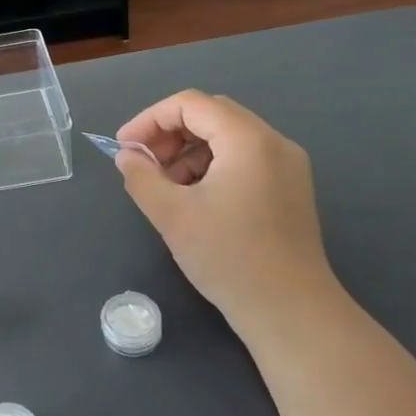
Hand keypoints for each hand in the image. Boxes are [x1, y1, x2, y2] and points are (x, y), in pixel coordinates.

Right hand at [115, 89, 339, 326]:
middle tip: (142, 164)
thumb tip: (127, 157)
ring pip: (227, 137)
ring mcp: (287, 165)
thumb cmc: (229, 258)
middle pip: (211, 115)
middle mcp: (273, 142)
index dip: (149, 119)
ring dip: (188, 151)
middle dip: (169, 133)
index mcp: (248, 140)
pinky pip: (243, 158)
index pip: (190, 104)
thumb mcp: (171, 215)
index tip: (124, 148)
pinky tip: (194, 198)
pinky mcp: (289, 188)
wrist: (291, 311)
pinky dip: (211, 166)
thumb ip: (141, 177)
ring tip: (165, 186)